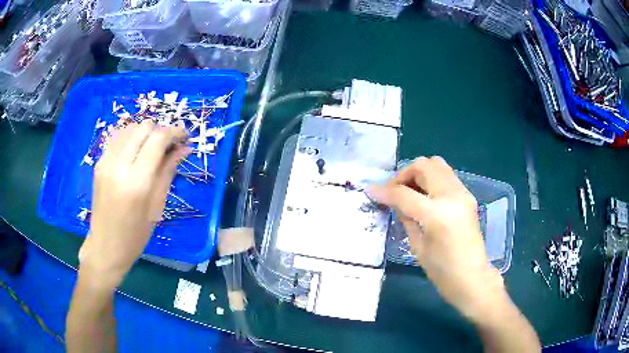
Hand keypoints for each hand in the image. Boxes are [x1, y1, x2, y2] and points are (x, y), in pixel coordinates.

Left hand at [78, 121, 189, 289]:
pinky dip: (131, 138)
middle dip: (160, 131)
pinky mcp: (99, 162)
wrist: (105, 246)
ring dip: (145, 133)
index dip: (174, 132)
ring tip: (152, 149)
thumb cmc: (135, 235)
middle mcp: (119, 165)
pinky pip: (118, 137)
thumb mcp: (156, 207)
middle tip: (169, 146)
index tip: (185, 137)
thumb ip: (168, 172)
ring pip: (130, 128)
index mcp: (137, 181)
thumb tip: (184, 148)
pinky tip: (136, 153)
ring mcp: (106, 161)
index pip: (158, 139)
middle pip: (143, 127)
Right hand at [368, 156, 503, 319]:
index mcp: (437, 214)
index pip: (404, 193)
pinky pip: (446, 175)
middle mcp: (452, 196)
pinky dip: (431, 179)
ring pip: (437, 164)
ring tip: (410, 192)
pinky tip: (425, 197)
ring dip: (419, 173)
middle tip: (395, 191)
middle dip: (404, 175)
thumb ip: (406, 218)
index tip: (370, 191)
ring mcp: (463, 193)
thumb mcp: (417, 246)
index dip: (384, 191)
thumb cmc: (442, 272)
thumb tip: (395, 201)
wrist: (472, 278)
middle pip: (423, 166)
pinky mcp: (468, 195)